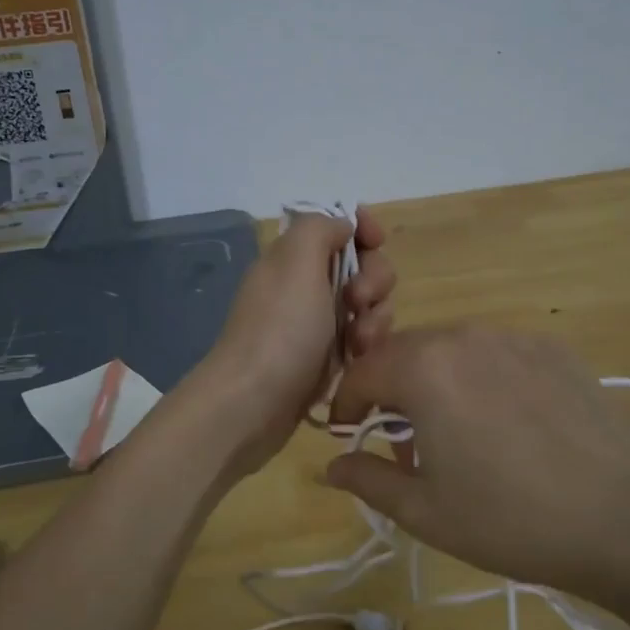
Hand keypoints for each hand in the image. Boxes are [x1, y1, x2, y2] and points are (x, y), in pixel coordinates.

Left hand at [194, 207, 395, 477]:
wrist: (254, 403)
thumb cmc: (281, 328)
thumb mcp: (296, 260)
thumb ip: (320, 228)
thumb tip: (343, 227)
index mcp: (294, 257)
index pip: (338, 226)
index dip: (363, 228)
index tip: (376, 242)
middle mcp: (305, 284)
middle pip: (362, 265)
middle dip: (374, 279)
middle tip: (358, 302)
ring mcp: (316, 323)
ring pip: (368, 305)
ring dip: (374, 318)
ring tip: (359, 343)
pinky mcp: (327, 358)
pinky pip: (362, 339)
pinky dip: (366, 346)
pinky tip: (358, 360)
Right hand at [324, 327, 629, 602]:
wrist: (622, 517)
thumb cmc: (509, 518)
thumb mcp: (424, 510)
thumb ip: (368, 479)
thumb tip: (331, 467)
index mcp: (424, 368)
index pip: (362, 371)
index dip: (346, 405)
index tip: (348, 436)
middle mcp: (464, 336)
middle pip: (406, 353)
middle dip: (391, 392)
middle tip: (406, 444)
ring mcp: (513, 337)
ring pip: (452, 350)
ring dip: (437, 383)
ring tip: (458, 434)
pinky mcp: (553, 349)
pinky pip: (497, 355)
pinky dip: (483, 379)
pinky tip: (509, 424)